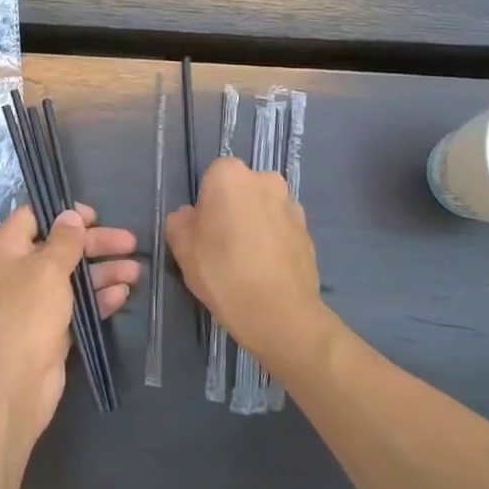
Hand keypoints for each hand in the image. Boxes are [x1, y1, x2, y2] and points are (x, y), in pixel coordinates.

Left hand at [0, 204, 138, 445]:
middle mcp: (20, 271)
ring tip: (135, 272)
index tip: (95, 216)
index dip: (64, 213)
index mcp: (8, 249)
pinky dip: (99, 298)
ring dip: (104, 272)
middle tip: (130, 243)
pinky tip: (122, 295)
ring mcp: (36, 302)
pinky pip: (78, 305)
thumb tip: (70, 215)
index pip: (34, 217)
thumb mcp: (48, 267)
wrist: (13, 382)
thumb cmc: (27, 313)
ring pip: (74, 277)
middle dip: (95, 244)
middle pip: (61, 247)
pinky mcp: (52, 328)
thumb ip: (65, 240)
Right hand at [165, 157, 333, 375]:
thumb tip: (192, 217)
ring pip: (263, 208)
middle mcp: (266, 180)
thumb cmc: (222, 272)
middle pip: (240, 189)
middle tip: (221, 245)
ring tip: (246, 262)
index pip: (210, 177)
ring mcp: (292, 205)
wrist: (280, 313)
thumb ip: (180, 221)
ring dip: (254, 224)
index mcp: (231, 175)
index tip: (202, 231)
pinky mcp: (308, 232)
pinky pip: (281, 229)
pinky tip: (265, 270)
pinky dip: (273, 242)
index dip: (204, 204)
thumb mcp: (181, 248)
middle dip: (232, 209)